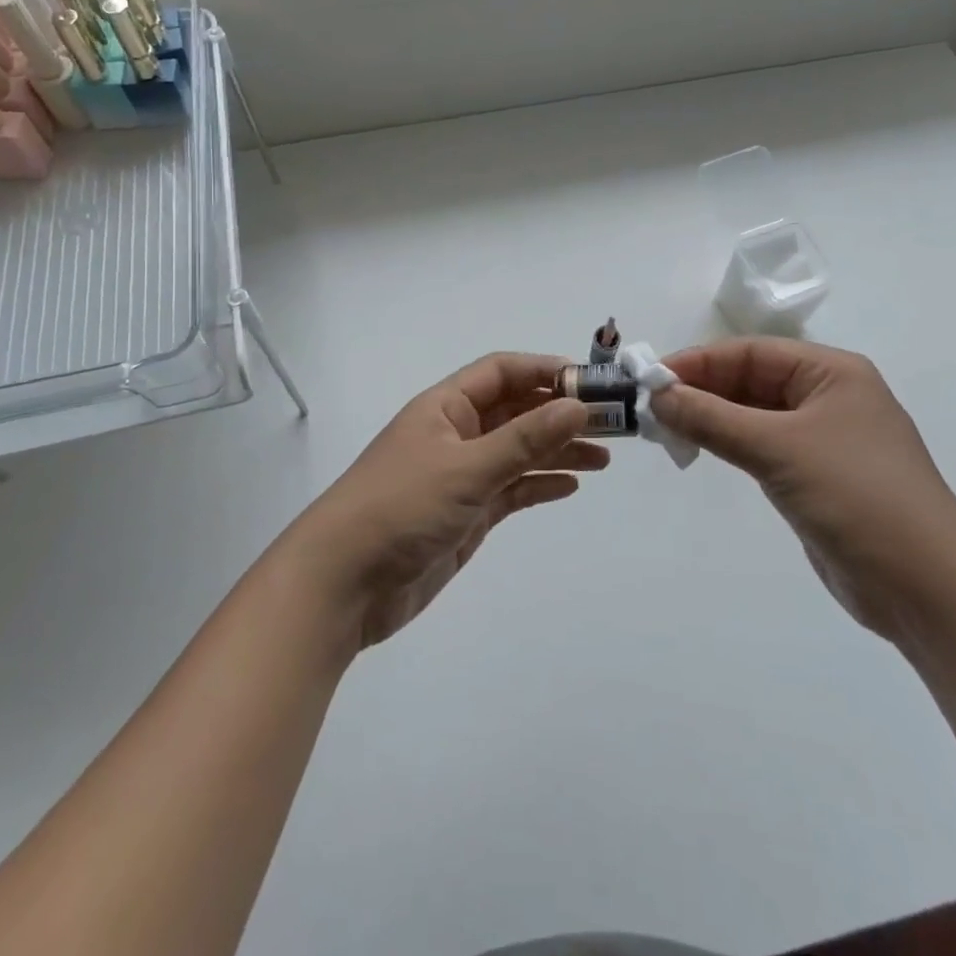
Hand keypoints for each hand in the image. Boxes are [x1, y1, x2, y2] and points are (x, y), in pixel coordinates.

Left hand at [287, 353, 609, 648]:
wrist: (343, 584)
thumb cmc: (401, 508)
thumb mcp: (467, 468)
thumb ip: (524, 439)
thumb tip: (577, 406)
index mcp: (446, 407)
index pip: (502, 372)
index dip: (545, 371)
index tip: (591, 384)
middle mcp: (455, 434)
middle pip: (515, 411)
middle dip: (560, 414)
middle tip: (612, 425)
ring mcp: (461, 476)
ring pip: (518, 452)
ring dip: (557, 450)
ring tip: (604, 458)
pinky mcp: (465, 514)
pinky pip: (510, 489)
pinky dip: (538, 485)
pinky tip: (569, 486)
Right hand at [652, 338, 955, 637]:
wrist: (929, 588)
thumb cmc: (857, 497)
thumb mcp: (779, 448)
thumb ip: (713, 419)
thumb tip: (657, 395)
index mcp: (831, 372)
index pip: (750, 353)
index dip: (698, 362)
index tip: (650, 380)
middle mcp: (827, 397)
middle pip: (750, 381)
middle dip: (701, 391)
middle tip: (650, 409)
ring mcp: (822, 440)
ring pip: (752, 415)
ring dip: (710, 419)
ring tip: (664, 429)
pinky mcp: (814, 477)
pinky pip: (761, 448)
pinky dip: (728, 445)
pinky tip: (698, 451)